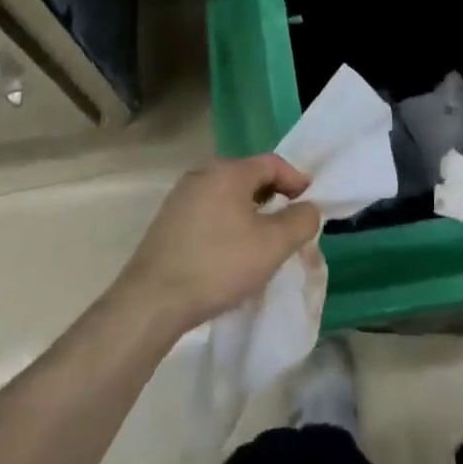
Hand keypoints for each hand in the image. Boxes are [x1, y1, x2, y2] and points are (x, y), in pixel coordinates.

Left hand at [114, 155, 320, 334]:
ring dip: (249, 213)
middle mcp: (203, 173)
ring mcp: (181, 196)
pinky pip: (209, 212)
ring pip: (228, 196)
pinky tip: (228, 255)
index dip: (297, 181)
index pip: (273, 163)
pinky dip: (226, 224)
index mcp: (228, 171)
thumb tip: (309, 208)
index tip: (310, 206)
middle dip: (273, 198)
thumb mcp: (271, 246)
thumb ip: (300, 221)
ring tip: (261, 244)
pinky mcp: (168, 220)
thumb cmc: (218, 265)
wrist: (152, 301)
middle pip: (249, 177)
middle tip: (288, 227)